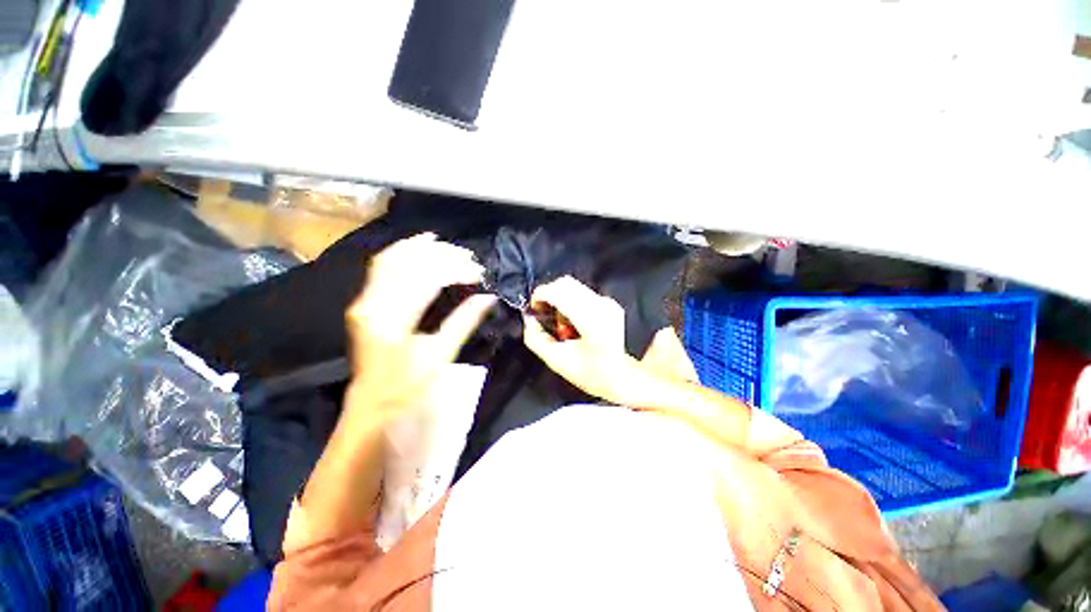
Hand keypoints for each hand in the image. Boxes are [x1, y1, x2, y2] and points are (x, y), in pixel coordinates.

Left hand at [345, 233, 496, 418]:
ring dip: (420, 249)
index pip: (427, 280)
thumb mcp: (440, 355)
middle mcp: (373, 303)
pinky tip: (416, 247)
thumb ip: (464, 321)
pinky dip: (401, 253)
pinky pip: (381, 267)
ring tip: (445, 243)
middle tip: (468, 256)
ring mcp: (365, 300)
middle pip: (407, 264)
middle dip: (440, 255)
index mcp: (393, 319)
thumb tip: (488, 297)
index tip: (478, 272)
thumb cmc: (408, 386)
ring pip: (391, 260)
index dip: (455, 270)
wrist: (372, 405)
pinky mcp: (365, 302)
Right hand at [521, 276, 642, 402]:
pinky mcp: (610, 302)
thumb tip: (528, 319)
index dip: (540, 295)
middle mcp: (601, 306)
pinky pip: (583, 292)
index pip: (558, 292)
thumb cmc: (589, 373)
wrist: (621, 376)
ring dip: (559, 297)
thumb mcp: (556, 360)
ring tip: (559, 320)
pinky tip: (572, 320)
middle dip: (548, 294)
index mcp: (589, 321)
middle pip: (566, 283)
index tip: (534, 308)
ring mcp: (607, 302)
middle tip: (543, 312)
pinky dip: (571, 300)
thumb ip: (536, 338)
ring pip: (574, 286)